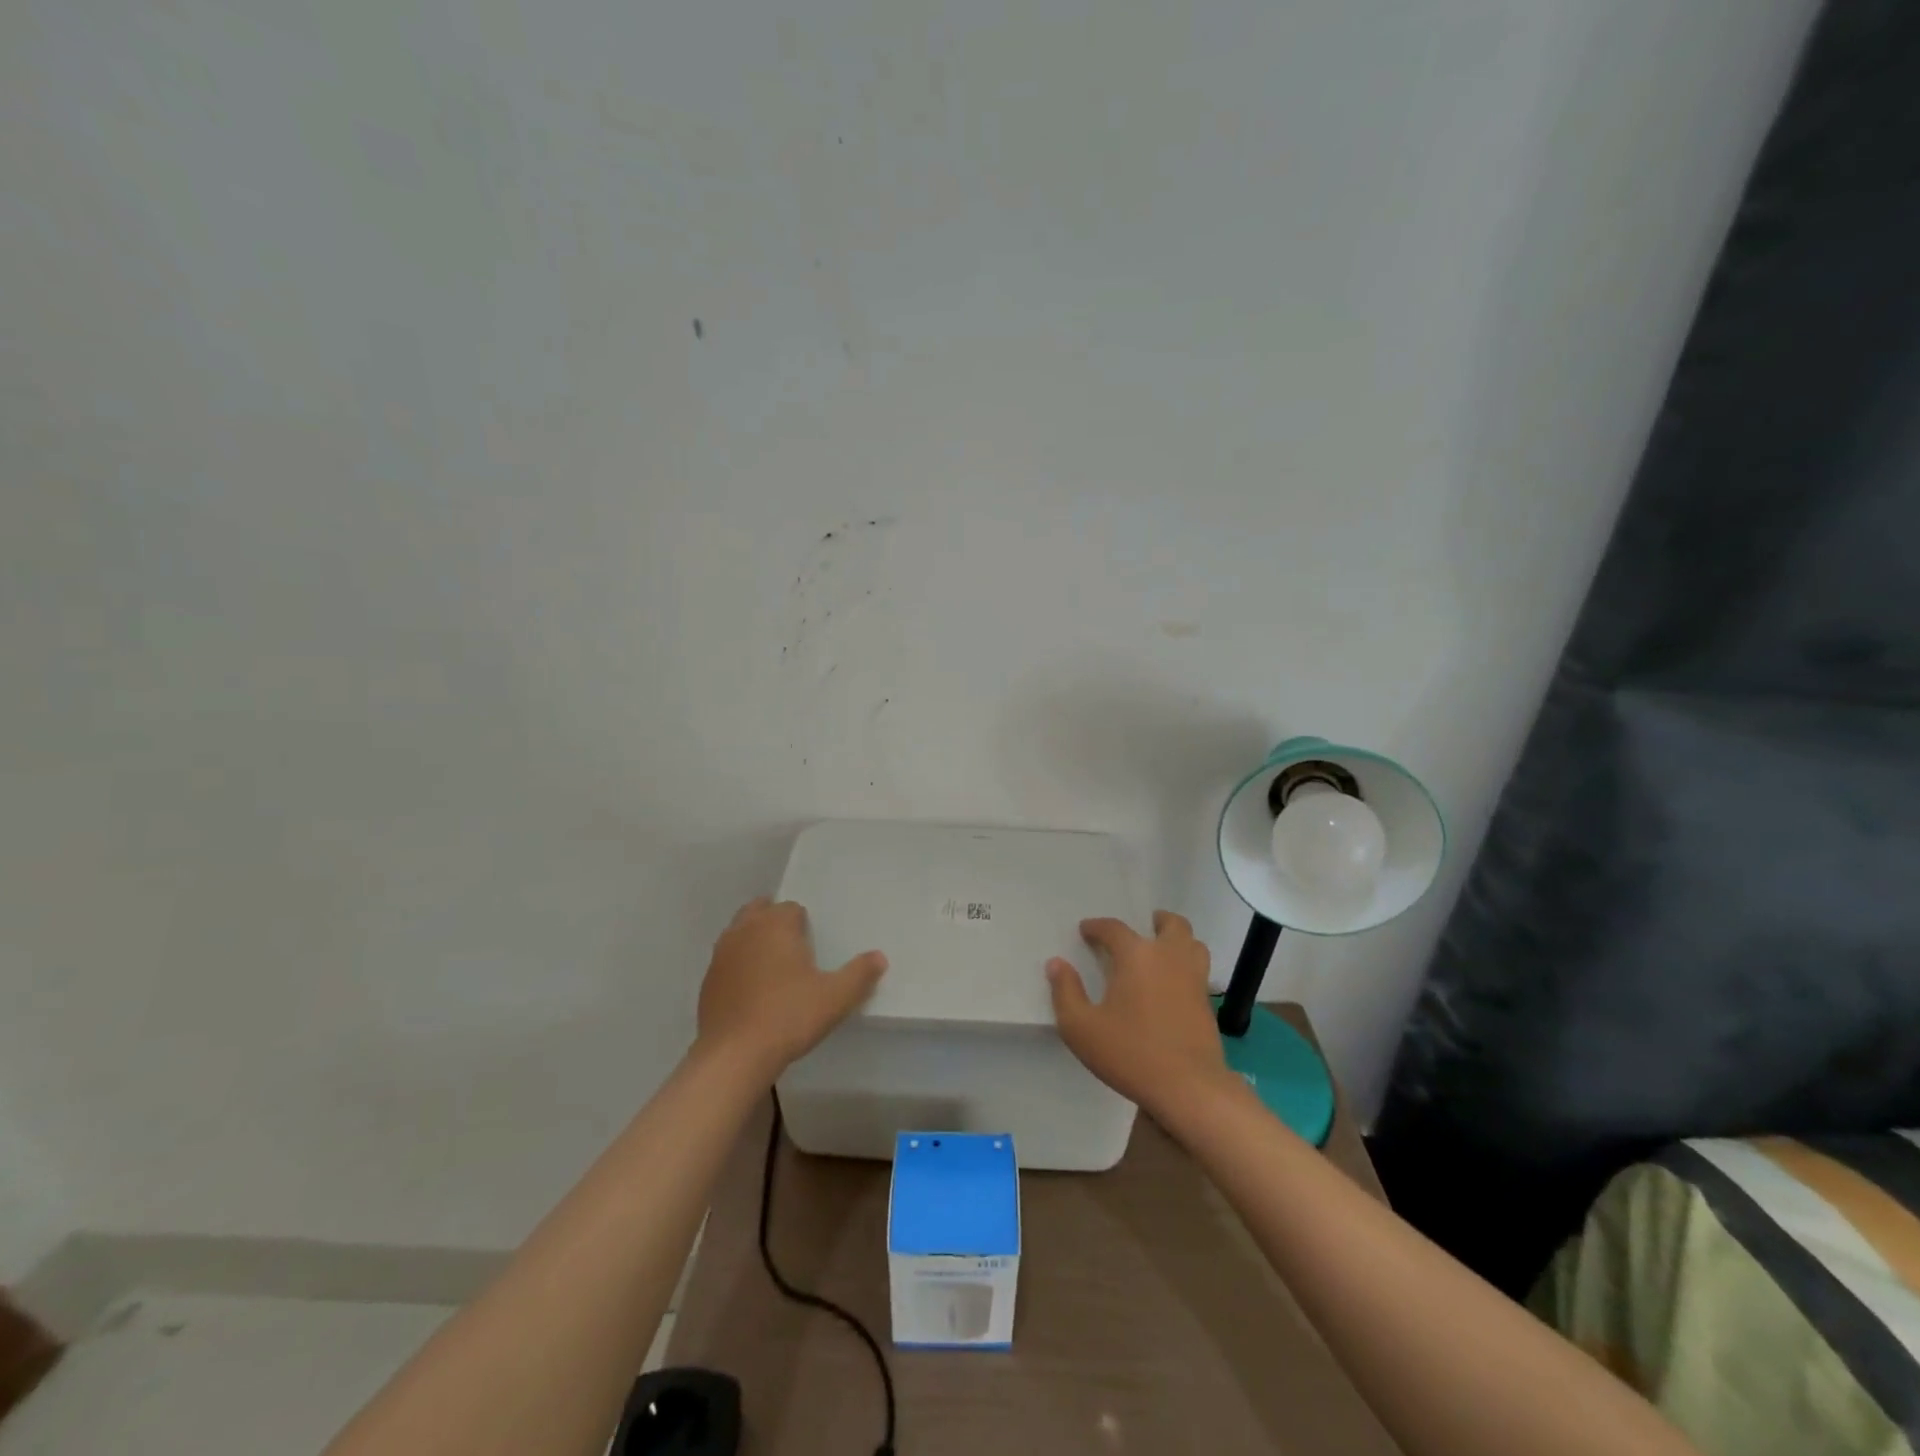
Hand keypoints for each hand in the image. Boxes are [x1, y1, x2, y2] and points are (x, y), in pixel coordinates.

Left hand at [696, 898, 887, 1080]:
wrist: (734, 1056)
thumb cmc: (789, 1016)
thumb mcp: (836, 997)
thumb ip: (860, 974)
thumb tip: (879, 957)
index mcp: (775, 925)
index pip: (791, 908)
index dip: (803, 923)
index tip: (812, 945)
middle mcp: (745, 930)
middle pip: (760, 911)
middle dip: (775, 922)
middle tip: (793, 949)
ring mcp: (721, 955)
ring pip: (739, 933)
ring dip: (754, 941)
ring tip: (773, 969)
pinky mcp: (708, 981)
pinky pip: (727, 961)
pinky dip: (739, 966)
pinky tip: (752, 993)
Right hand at [1046, 911, 1237, 1116]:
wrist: (1188, 1087)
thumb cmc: (1130, 1052)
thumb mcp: (1081, 1027)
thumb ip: (1065, 992)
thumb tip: (1056, 963)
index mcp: (1136, 955)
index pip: (1114, 928)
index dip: (1097, 926)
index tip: (1085, 930)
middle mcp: (1168, 956)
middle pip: (1171, 924)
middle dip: (1155, 921)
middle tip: (1142, 928)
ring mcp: (1193, 978)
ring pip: (1193, 943)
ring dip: (1178, 940)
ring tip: (1162, 950)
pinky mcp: (1206, 1002)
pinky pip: (1199, 969)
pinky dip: (1187, 965)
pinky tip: (1174, 983)